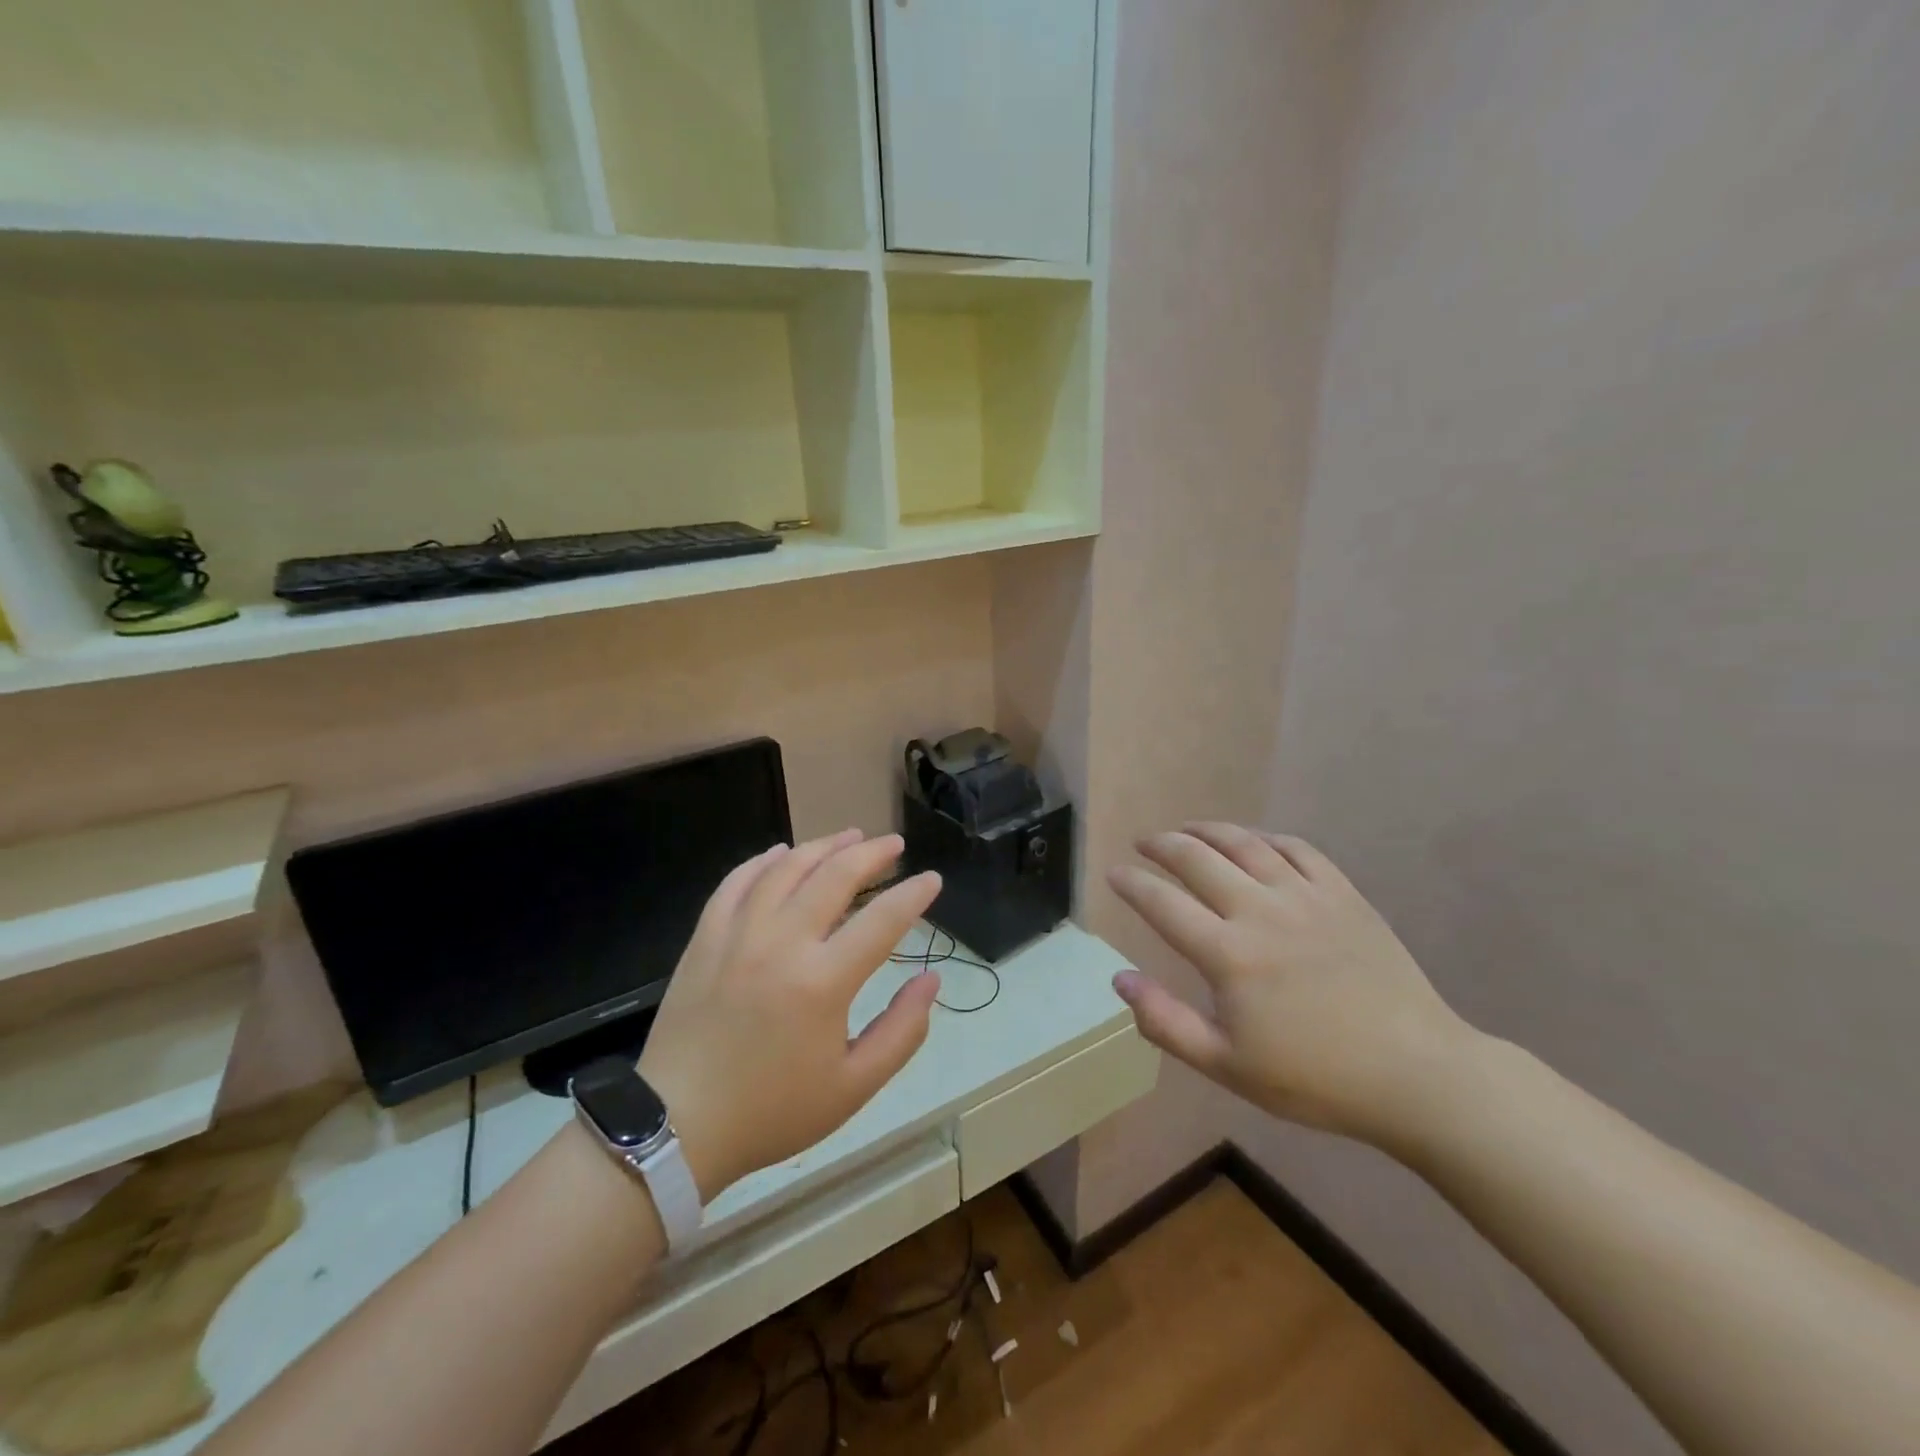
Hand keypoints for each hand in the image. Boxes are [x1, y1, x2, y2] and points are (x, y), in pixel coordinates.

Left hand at [638, 830, 941, 1200]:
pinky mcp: (705, 938)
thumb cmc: (773, 1110)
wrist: (679, 1126)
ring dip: (822, 846)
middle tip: (894, 844)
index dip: (914, 895)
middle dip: (872, 854)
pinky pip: (736, 883)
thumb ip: (902, 1031)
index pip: (882, 920)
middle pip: (835, 876)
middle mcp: (782, 943)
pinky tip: (780, 853)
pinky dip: (762, 861)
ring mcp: (738, 935)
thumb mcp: (854, 1087)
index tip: (932, 880)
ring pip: (786, 869)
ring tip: (849, 836)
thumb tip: (931, 980)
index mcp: (823, 982)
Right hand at [1108, 823, 1477, 1146]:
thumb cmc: (1315, 1078)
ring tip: (1186, 830)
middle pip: (1197, 859)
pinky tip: (1252, 842)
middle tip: (1143, 844)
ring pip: (1244, 843)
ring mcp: (1305, 897)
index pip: (1163, 904)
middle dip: (1162, 845)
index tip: (1113, 873)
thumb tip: (1119, 978)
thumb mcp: (1227, 1066)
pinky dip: (1264, 838)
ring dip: (1207, 830)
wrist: (1416, 1074)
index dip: (1132, 884)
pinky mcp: (1342, 894)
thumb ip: (1165, 1022)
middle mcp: (1260, 912)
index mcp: (1229, 955)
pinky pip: (1296, 848)